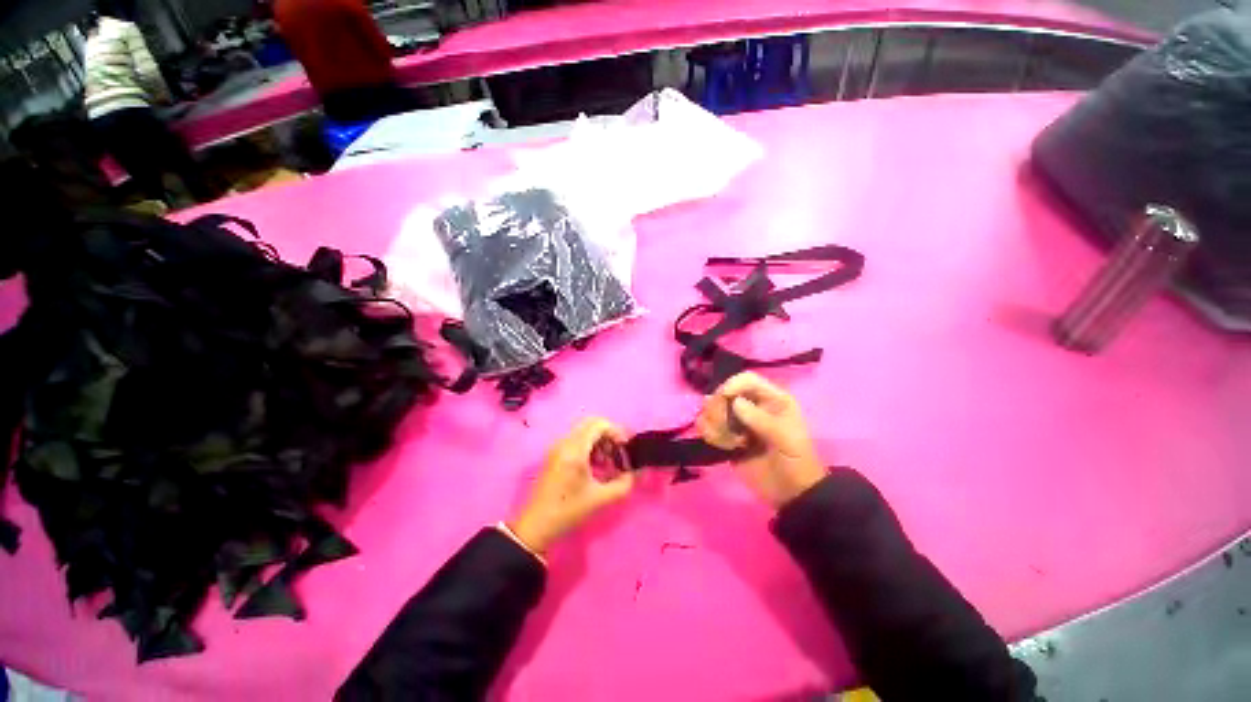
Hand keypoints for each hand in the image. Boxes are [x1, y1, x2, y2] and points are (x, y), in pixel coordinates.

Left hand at [509, 418, 633, 554]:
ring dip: (600, 442)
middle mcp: (565, 443)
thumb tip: (635, 473)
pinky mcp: (555, 454)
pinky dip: (590, 447)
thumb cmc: (568, 511)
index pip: (599, 424)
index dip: (616, 432)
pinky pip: (577, 441)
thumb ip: (624, 484)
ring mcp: (558, 447)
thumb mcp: (601, 500)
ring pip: (585, 432)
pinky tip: (596, 467)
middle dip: (609, 436)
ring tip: (608, 464)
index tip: (625, 449)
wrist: (536, 527)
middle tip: (618, 454)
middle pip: (592, 424)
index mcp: (575, 450)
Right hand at [696, 372, 826, 509]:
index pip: (747, 379)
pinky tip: (722, 445)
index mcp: (772, 399)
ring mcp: (737, 421)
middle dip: (719, 407)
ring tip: (727, 441)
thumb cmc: (796, 462)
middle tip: (725, 427)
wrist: (791, 494)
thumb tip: (735, 402)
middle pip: (724, 392)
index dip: (733, 384)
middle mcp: (752, 405)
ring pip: (712, 408)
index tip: (724, 398)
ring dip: (713, 422)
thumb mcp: (786, 439)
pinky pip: (707, 426)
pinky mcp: (726, 436)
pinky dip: (708, 433)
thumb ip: (761, 419)